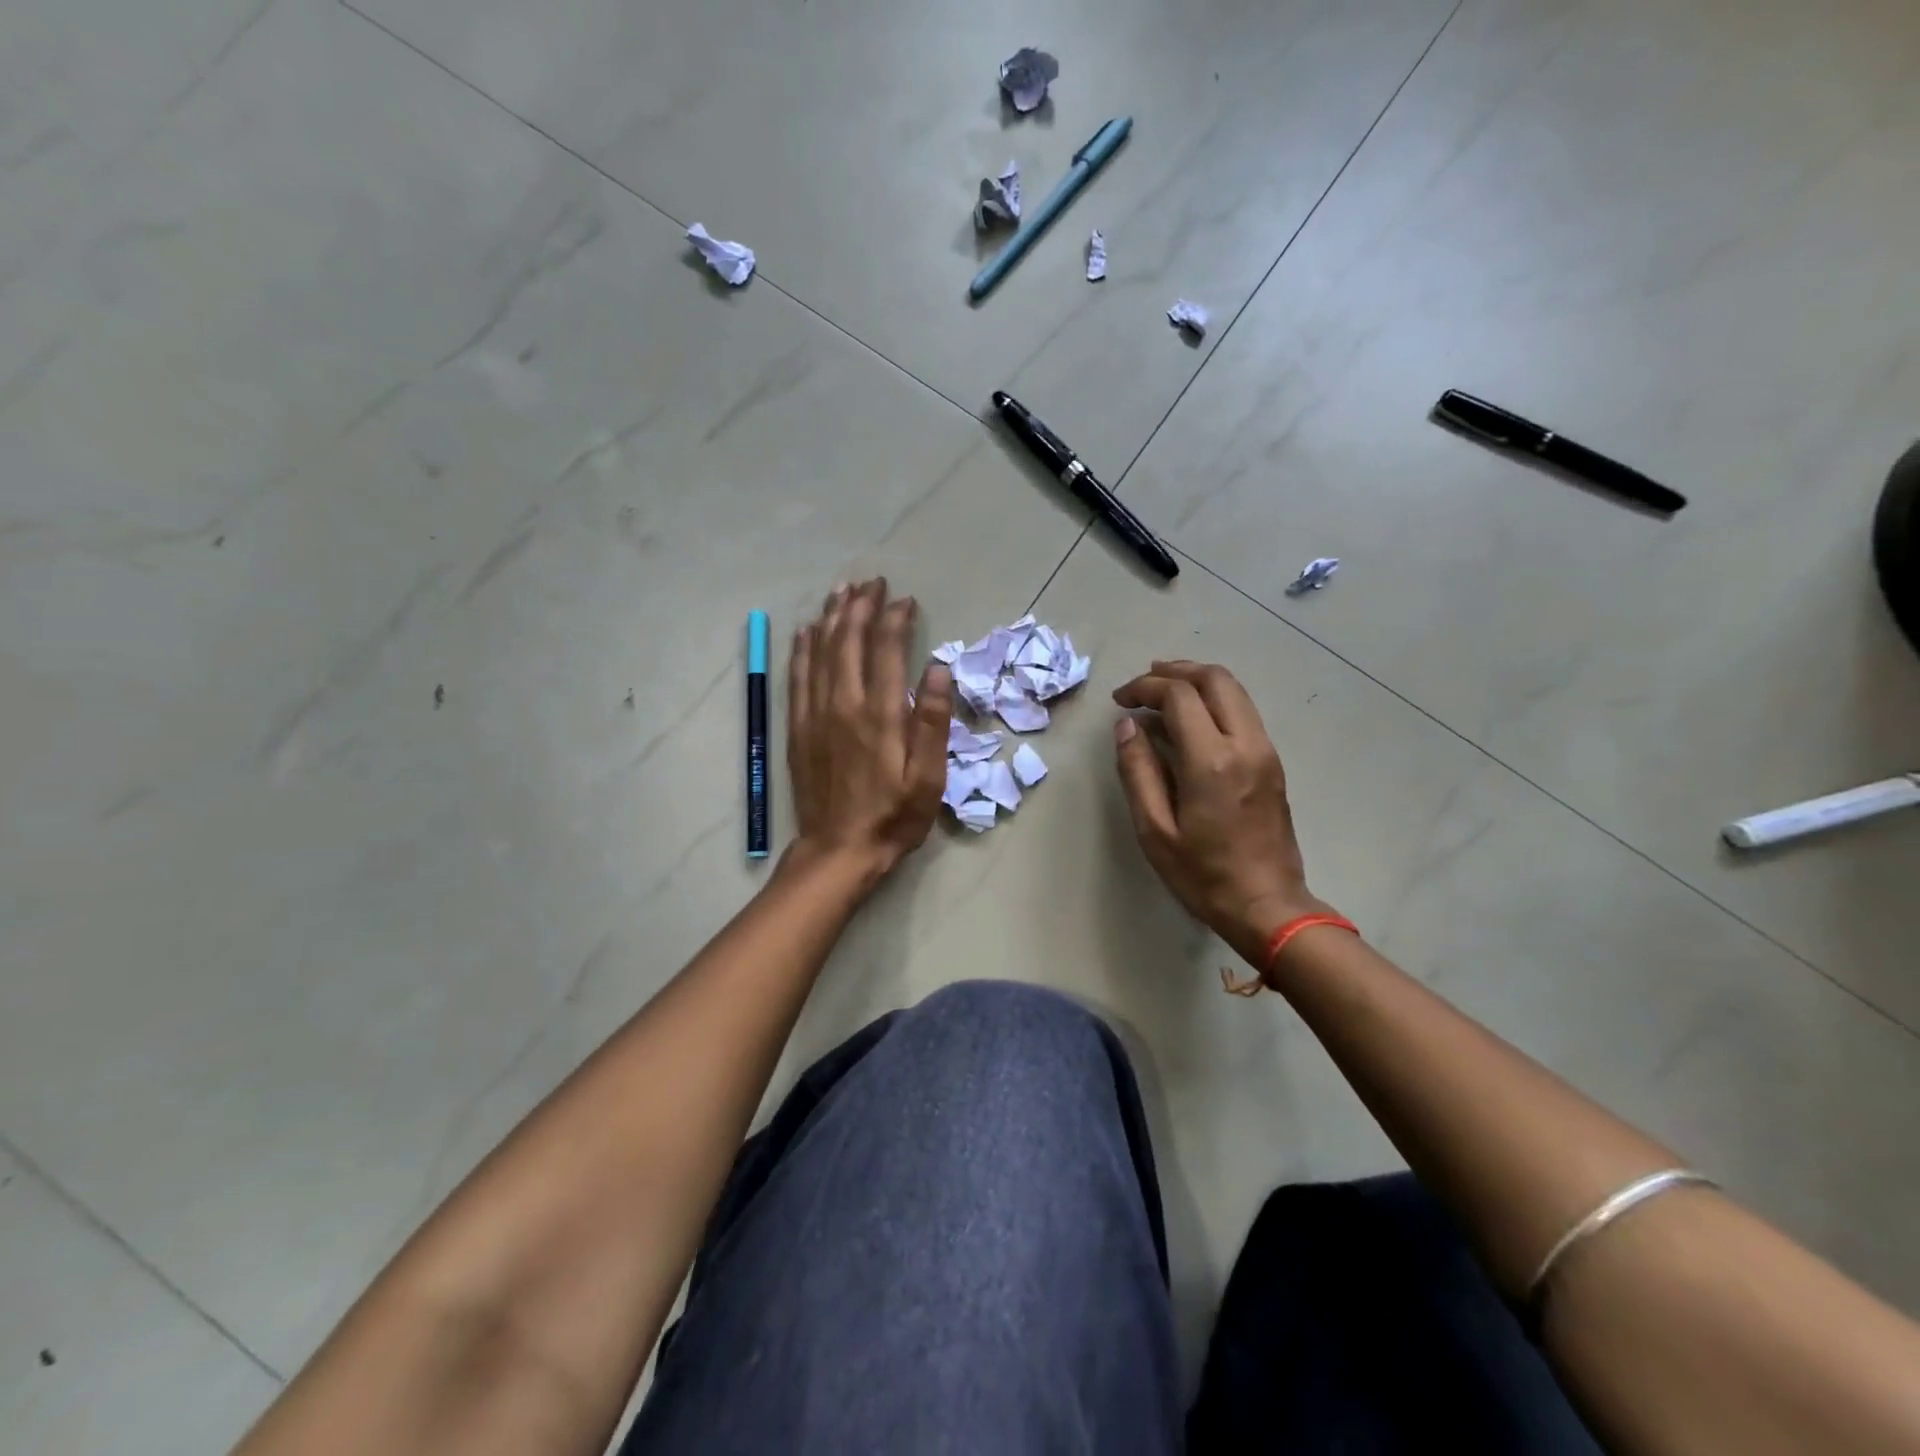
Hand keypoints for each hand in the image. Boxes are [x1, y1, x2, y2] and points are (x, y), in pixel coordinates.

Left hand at [786, 579, 951, 888]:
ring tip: (842, 592)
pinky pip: (797, 677)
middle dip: (861, 606)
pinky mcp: (798, 727)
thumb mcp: (928, 777)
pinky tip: (807, 631)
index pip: (886, 649)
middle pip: (849, 641)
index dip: (895, 619)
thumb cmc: (893, 816)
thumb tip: (938, 668)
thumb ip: (932, 721)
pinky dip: (802, 649)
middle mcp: (843, 704)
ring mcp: (815, 714)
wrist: (839, 850)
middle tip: (871, 582)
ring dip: (832, 618)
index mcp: (880, 714)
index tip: (905, 599)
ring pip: (821, 652)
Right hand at [1112, 660, 1334, 972]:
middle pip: (1215, 679)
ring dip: (1197, 682)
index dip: (1145, 687)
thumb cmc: (1202, 874)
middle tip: (1143, 683)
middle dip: (1175, 671)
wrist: (1268, 906)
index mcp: (1212, 761)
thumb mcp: (1154, 830)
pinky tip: (1189, 721)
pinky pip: (1243, 713)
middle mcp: (1245, 745)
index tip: (1121, 700)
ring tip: (1163, 692)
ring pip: (1235, 691)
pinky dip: (1214, 701)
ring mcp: (1265, 751)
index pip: (1179, 695)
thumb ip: (1138, 771)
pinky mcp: (1273, 763)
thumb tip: (1127, 725)